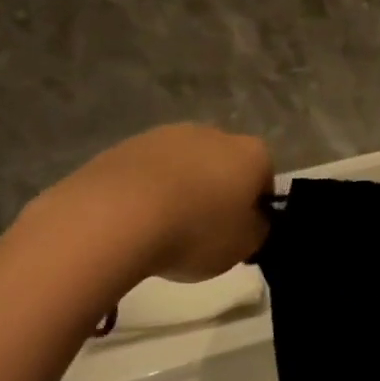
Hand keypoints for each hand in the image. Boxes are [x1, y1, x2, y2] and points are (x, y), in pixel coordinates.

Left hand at [28, 125, 274, 287]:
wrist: (114, 217)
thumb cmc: (194, 231)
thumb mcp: (242, 246)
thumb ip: (257, 230)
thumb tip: (253, 221)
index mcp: (252, 154)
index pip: (265, 179)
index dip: (254, 208)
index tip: (239, 235)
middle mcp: (215, 133)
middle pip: (224, 166)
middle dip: (217, 193)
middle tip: (201, 233)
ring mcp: (168, 135)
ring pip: (184, 166)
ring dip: (181, 190)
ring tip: (161, 229)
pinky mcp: (127, 145)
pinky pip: (147, 172)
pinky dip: (146, 191)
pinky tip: (133, 221)